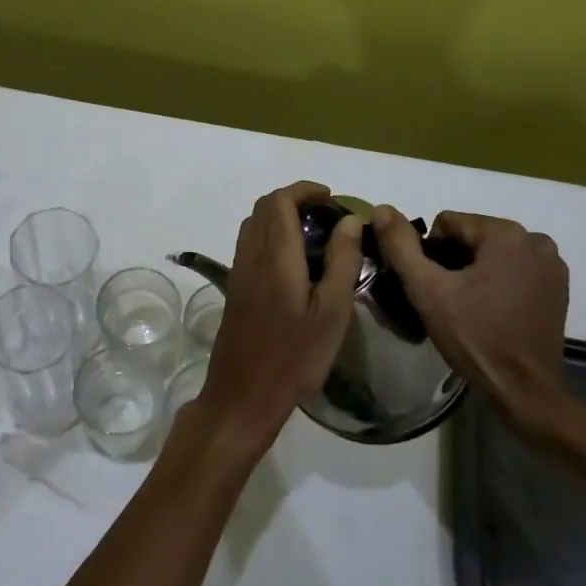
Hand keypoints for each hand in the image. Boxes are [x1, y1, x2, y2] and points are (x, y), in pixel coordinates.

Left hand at [196, 181, 362, 459]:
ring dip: (279, 217)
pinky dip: (270, 236)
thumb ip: (342, 261)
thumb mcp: (331, 312)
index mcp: (276, 256)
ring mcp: (238, 273)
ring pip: (254, 225)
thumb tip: (351, 220)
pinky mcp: (235, 289)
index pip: (280, 201)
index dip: (304, 190)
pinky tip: (294, 262)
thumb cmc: (295, 357)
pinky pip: (249, 245)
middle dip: (294, 199)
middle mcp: (251, 256)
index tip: (331, 197)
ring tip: (314, 234)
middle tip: (326, 214)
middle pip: (264, 208)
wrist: (243, 395)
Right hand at [371, 207, 576, 440]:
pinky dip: (499, 281)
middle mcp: (535, 239)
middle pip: (473, 236)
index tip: (432, 286)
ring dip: (477, 271)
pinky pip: (516, 269)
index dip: (430, 253)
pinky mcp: (558, 286)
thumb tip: (382, 209)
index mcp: (505, 233)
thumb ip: (401, 246)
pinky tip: (492, 310)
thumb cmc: (474, 336)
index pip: (448, 224)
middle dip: (454, 261)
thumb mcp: (427, 290)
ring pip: (494, 252)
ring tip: (468, 307)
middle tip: (446, 299)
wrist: (524, 389)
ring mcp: (552, 263)